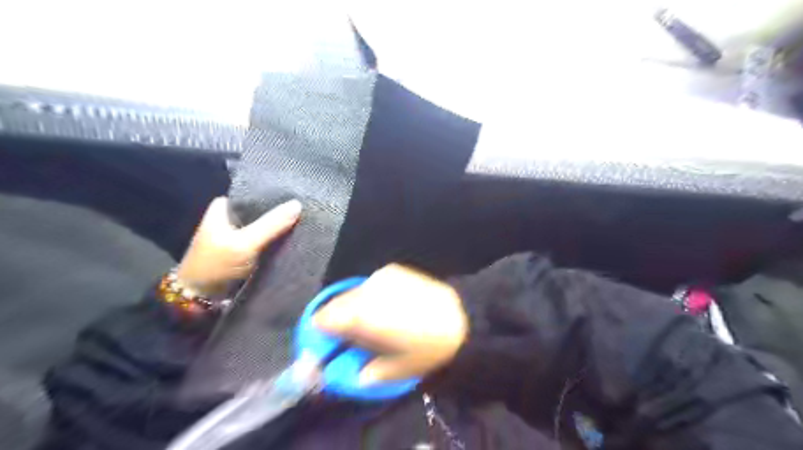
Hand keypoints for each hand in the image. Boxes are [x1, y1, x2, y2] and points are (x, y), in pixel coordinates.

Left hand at [176, 198, 300, 294]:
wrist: (201, 299)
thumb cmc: (217, 265)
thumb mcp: (245, 243)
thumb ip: (271, 224)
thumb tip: (298, 204)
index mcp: (223, 207)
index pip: (254, 193)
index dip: (275, 195)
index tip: (298, 195)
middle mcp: (231, 217)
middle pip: (261, 209)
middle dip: (280, 212)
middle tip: (306, 210)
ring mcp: (239, 234)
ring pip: (265, 225)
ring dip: (280, 227)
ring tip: (305, 221)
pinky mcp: (246, 249)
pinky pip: (266, 239)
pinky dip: (277, 239)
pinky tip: (295, 237)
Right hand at [312, 266, 468, 384]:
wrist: (462, 316)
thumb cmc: (428, 347)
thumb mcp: (396, 369)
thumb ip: (367, 373)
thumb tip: (353, 375)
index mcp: (362, 315)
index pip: (323, 319)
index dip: (321, 333)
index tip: (327, 344)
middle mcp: (366, 291)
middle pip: (336, 303)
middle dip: (336, 319)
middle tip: (348, 335)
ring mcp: (380, 277)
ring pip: (353, 293)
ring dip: (353, 306)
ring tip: (370, 321)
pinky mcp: (393, 269)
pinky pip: (370, 285)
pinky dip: (370, 295)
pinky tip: (386, 306)